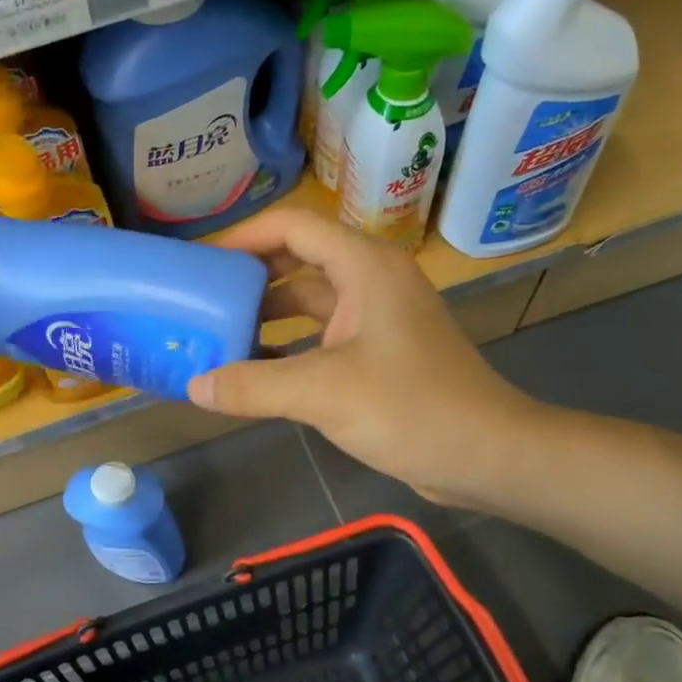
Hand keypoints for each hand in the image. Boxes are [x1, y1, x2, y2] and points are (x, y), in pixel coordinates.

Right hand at [187, 209, 539, 510]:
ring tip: (218, 334)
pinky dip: (289, 347)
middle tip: (202, 299)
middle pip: (298, 260)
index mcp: (365, 267)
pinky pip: (322, 337)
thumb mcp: (323, 393)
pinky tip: (255, 372)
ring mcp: (377, 318)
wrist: (488, 455)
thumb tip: (193, 387)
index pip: (293, 227)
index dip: (243, 237)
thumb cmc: (411, 408)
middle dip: (250, 278)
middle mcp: (371, 281)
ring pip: (309, 302)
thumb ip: (253, 386)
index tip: (201, 263)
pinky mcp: (379, 353)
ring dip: (267, 316)